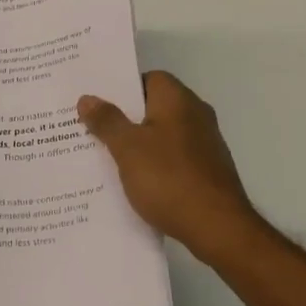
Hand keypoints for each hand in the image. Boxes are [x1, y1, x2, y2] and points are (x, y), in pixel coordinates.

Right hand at [77, 71, 272, 266]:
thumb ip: (107, 121)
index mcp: (177, 99)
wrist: (218, 227)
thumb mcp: (127, 148)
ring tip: (107, 158)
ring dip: (139, 144)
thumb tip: (88, 98)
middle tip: (93, 130)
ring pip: (163, 134)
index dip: (122, 89)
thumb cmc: (169, 178)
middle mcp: (196, 114)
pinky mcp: (208, 170)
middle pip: (154, 106)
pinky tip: (136, 182)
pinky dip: (155, 164)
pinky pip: (174, 157)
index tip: (97, 104)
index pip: (148, 78)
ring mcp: (205, 143)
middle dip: (125, 118)